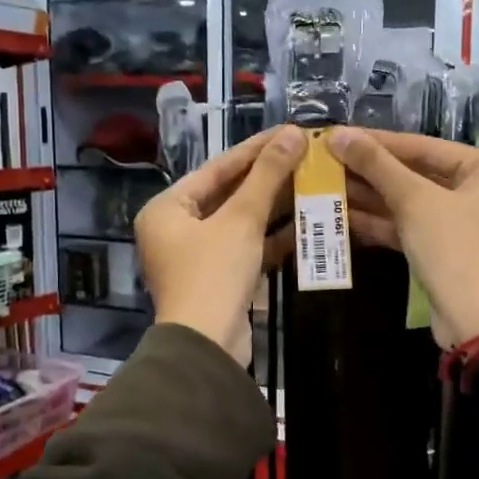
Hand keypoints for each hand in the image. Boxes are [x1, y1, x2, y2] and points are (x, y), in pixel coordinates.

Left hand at [135, 126, 306, 364]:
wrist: (208, 346)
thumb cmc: (213, 273)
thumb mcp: (241, 219)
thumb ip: (267, 176)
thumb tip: (292, 134)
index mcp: (167, 209)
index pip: (216, 168)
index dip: (255, 150)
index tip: (288, 132)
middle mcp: (176, 229)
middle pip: (228, 195)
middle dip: (268, 179)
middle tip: (305, 156)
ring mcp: (198, 257)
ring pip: (240, 222)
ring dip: (274, 207)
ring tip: (312, 183)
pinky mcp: (219, 280)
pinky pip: (247, 248)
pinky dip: (272, 237)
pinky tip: (306, 222)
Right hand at [327, 127, 478, 348]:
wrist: (477, 321)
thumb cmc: (456, 249)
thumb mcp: (415, 201)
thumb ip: (377, 165)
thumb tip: (338, 134)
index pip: (424, 146)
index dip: (378, 142)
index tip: (338, 134)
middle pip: (416, 173)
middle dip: (371, 171)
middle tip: (327, 160)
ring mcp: (464, 223)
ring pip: (410, 202)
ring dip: (370, 196)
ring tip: (326, 184)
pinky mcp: (446, 250)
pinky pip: (410, 226)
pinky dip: (380, 222)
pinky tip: (342, 215)